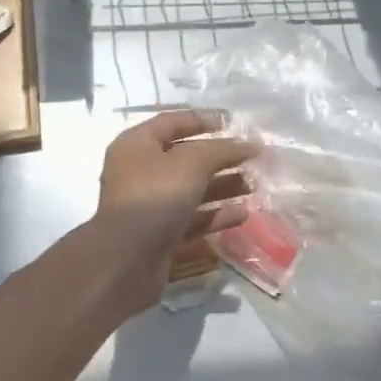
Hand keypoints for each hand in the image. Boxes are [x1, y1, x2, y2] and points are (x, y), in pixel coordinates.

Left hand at [78, 110, 256, 316]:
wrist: (127, 260)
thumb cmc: (155, 196)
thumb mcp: (192, 163)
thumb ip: (221, 150)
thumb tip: (250, 144)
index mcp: (137, 145)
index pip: (172, 122)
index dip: (203, 120)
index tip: (234, 123)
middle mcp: (140, 171)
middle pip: (185, 158)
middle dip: (219, 158)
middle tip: (252, 158)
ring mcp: (149, 205)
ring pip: (191, 189)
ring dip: (222, 186)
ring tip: (254, 185)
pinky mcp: (160, 234)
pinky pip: (192, 218)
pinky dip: (216, 215)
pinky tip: (243, 214)